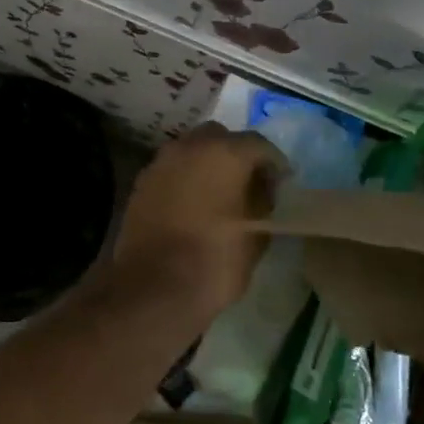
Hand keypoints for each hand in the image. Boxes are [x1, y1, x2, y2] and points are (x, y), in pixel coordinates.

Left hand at [112, 124, 284, 316]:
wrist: (155, 286)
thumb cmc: (215, 260)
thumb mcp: (257, 234)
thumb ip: (263, 201)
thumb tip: (262, 188)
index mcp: (224, 152)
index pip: (259, 144)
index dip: (274, 164)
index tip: (282, 184)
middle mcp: (189, 147)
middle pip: (219, 138)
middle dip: (236, 154)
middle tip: (247, 182)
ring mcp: (161, 162)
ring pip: (190, 150)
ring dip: (206, 164)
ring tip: (219, 194)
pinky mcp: (141, 182)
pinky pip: (171, 170)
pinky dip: (184, 178)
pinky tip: (192, 204)